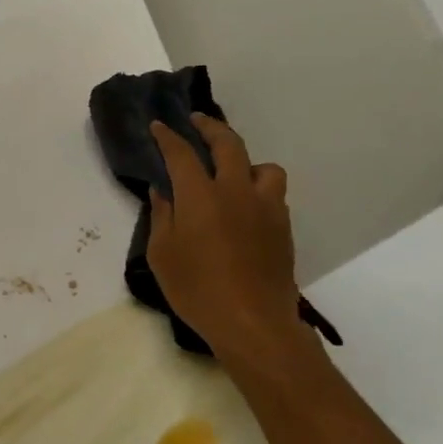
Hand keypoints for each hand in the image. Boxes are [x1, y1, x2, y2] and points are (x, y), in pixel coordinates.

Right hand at [146, 114, 315, 368]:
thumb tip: (164, 192)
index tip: (159, 125)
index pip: (181, 154)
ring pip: (264, 167)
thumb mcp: (162, 254)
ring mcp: (266, 208)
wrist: (252, 322)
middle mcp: (236, 192)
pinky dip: (258, 189)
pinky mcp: (283, 228)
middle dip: (210, 127)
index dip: (168, 136)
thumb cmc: (196, 289)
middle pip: (228, 144)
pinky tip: (245, 206)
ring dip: (246, 161)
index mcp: (200, 196)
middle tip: (197, 121)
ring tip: (233, 171)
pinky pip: (273, 194)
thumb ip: (162, 216)